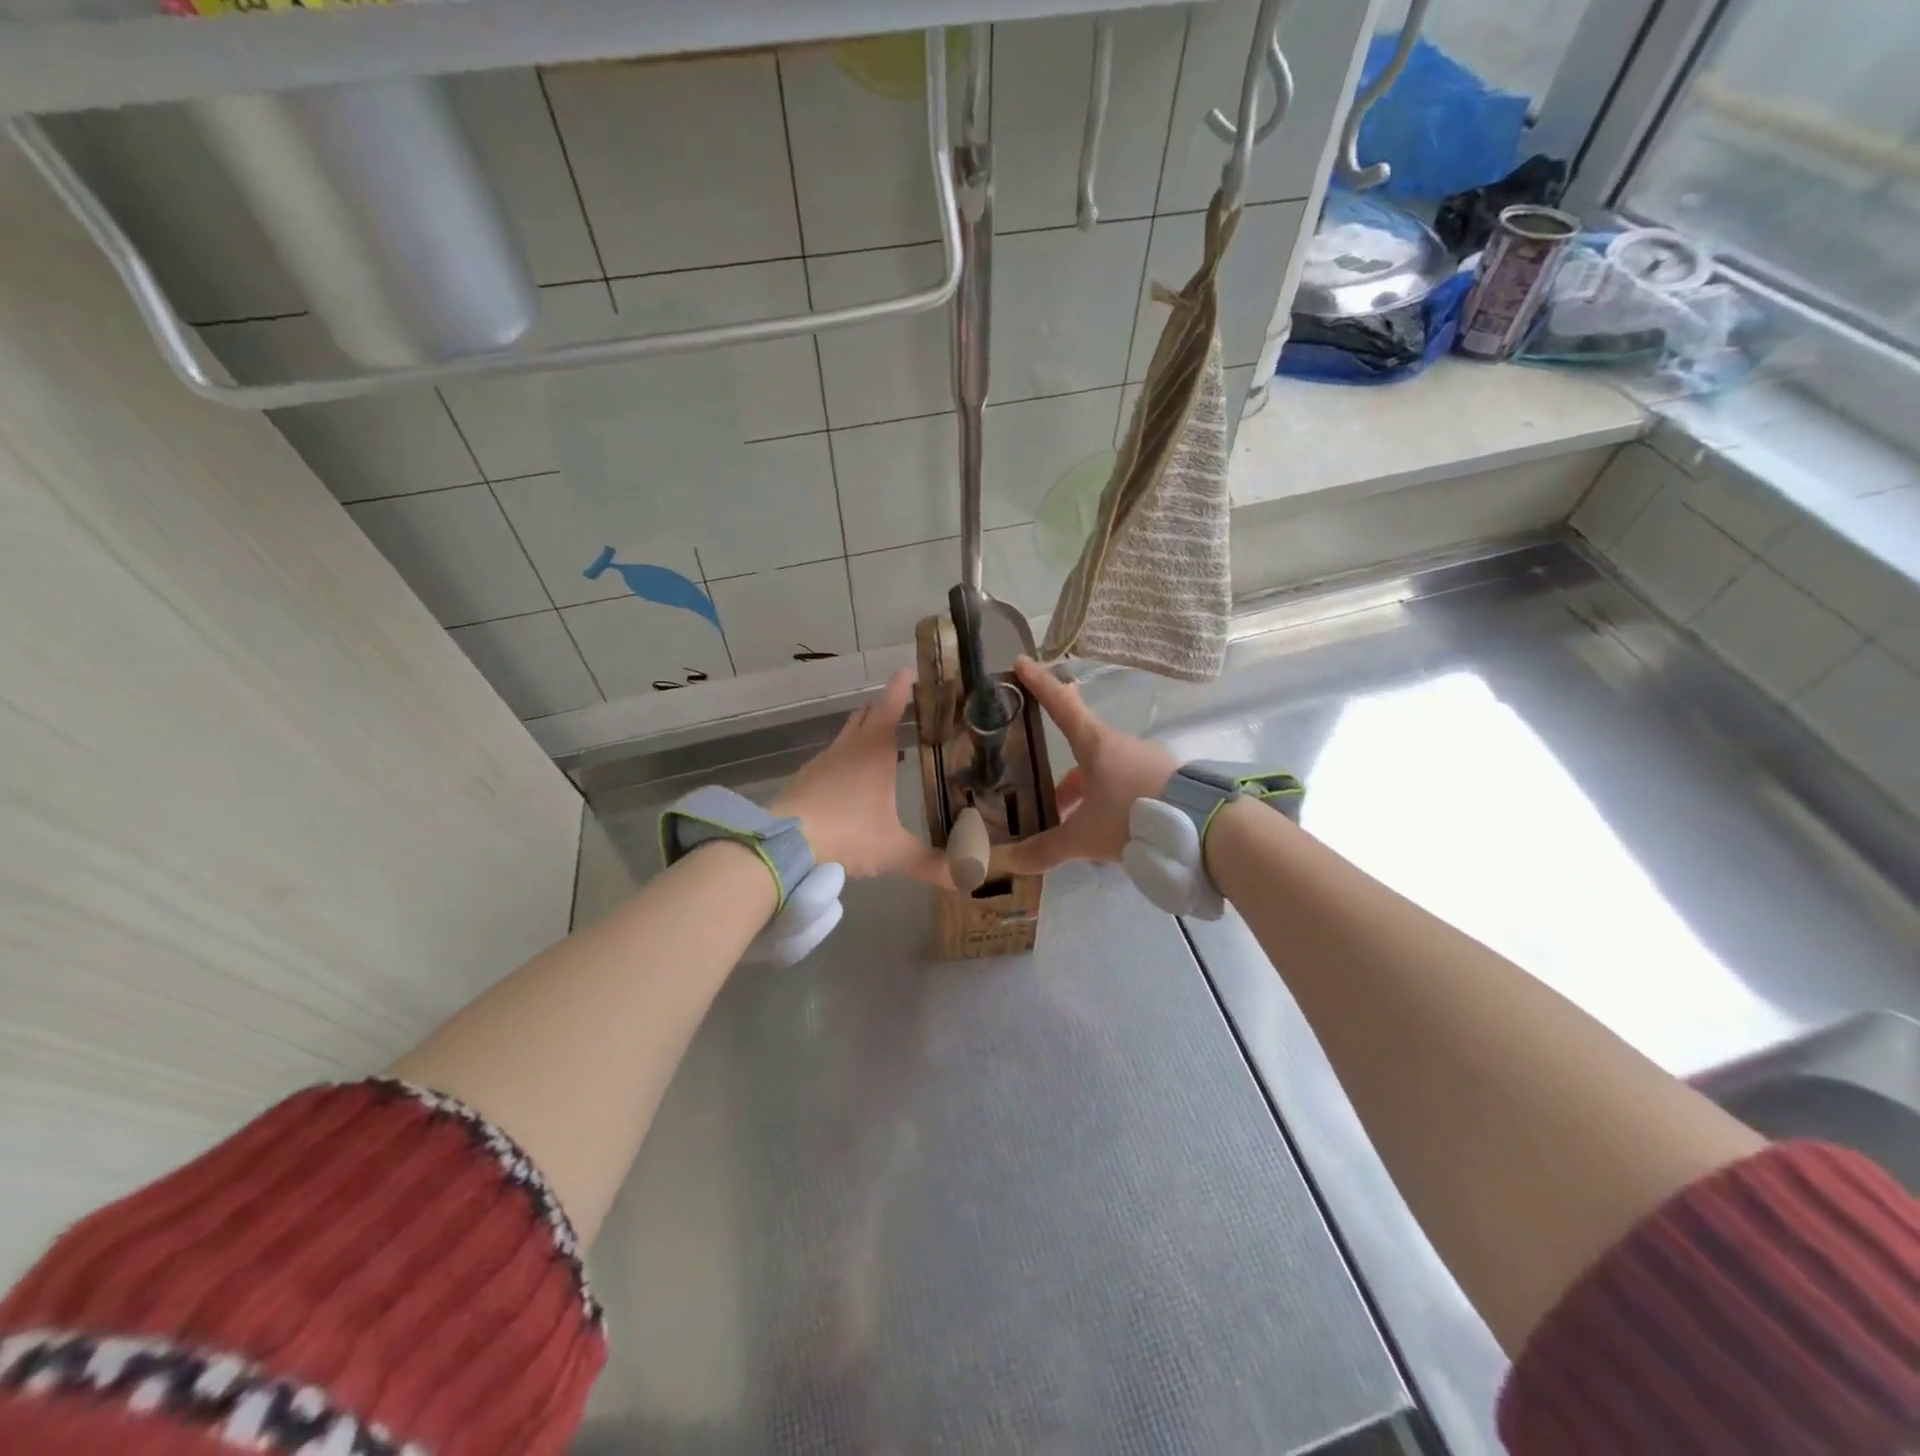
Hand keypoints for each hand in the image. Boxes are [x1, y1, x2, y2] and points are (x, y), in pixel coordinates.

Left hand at [773, 669, 950, 887]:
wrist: (784, 845)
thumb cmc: (848, 834)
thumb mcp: (893, 851)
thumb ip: (930, 863)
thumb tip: (966, 880)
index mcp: (874, 752)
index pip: (890, 708)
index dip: (900, 688)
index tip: (908, 671)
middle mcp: (848, 749)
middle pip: (866, 717)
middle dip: (883, 709)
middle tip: (902, 709)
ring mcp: (823, 762)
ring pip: (847, 737)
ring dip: (865, 736)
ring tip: (885, 748)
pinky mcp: (805, 780)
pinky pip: (832, 759)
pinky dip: (847, 760)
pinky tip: (853, 783)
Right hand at [1008, 656, 1176, 874]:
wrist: (1202, 827)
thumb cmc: (1132, 816)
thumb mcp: (1084, 837)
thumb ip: (1047, 849)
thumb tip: (1012, 861)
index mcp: (1094, 744)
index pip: (1060, 705)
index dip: (1039, 684)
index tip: (1022, 662)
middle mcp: (1120, 746)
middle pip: (1082, 752)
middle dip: (1064, 781)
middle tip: (1050, 804)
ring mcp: (1146, 762)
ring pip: (1106, 776)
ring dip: (1089, 800)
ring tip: (1080, 835)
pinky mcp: (1166, 782)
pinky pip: (1129, 791)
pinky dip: (1114, 810)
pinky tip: (1112, 842)